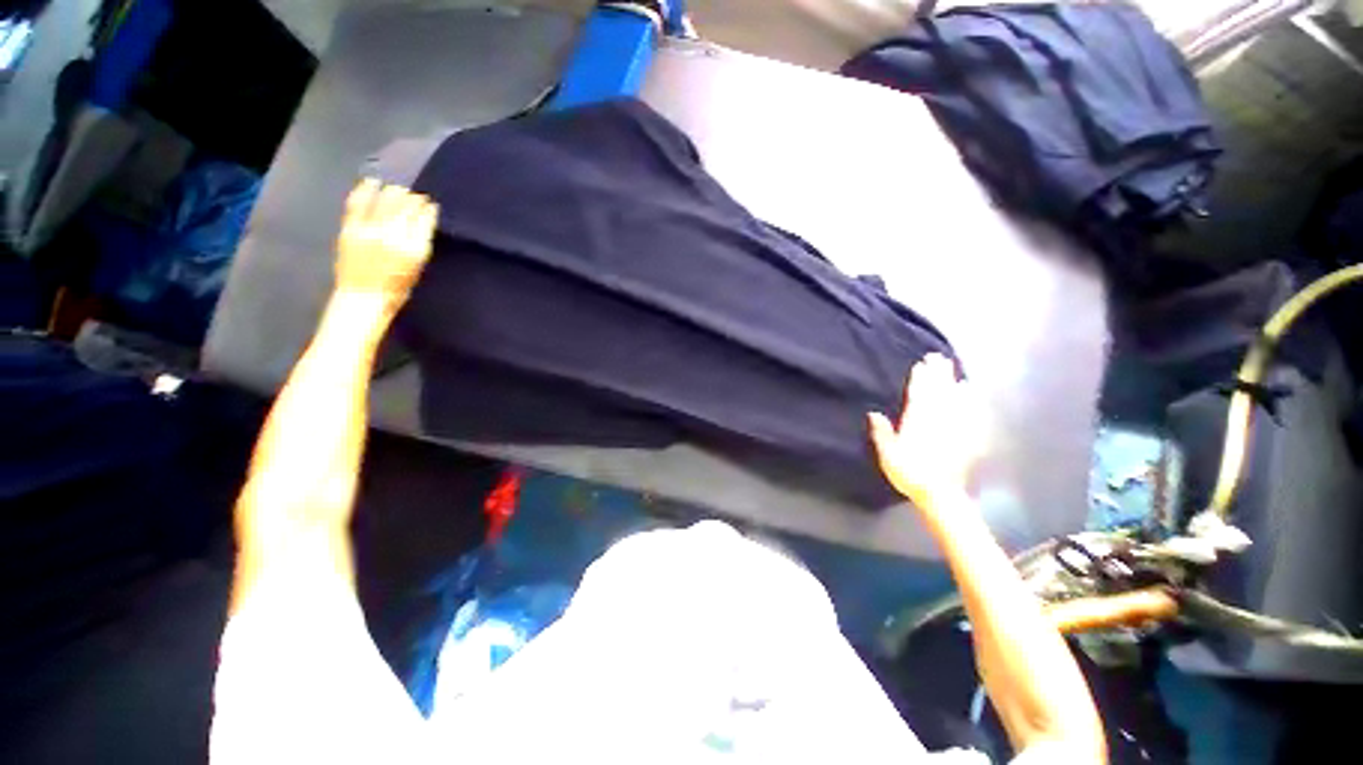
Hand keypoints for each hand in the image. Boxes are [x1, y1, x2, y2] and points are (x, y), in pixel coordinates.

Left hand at [333, 178, 437, 312]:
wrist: (364, 297)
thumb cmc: (396, 287)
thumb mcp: (417, 266)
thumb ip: (420, 240)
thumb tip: (426, 216)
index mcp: (414, 249)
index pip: (424, 219)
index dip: (427, 208)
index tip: (429, 204)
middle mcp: (394, 236)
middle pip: (405, 206)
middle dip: (412, 198)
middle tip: (414, 197)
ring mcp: (370, 231)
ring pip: (385, 201)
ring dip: (394, 193)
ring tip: (398, 191)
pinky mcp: (351, 229)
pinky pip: (359, 203)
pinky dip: (366, 190)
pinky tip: (372, 182)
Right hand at [868, 353, 983, 509]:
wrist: (941, 494)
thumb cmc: (909, 474)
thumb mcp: (888, 455)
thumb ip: (882, 433)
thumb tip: (874, 413)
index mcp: (916, 423)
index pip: (918, 395)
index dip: (919, 379)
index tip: (921, 364)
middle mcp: (937, 420)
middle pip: (938, 392)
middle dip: (937, 374)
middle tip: (937, 357)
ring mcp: (954, 426)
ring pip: (954, 398)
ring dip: (952, 381)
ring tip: (951, 367)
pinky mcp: (968, 435)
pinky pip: (969, 411)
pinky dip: (969, 399)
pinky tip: (970, 390)